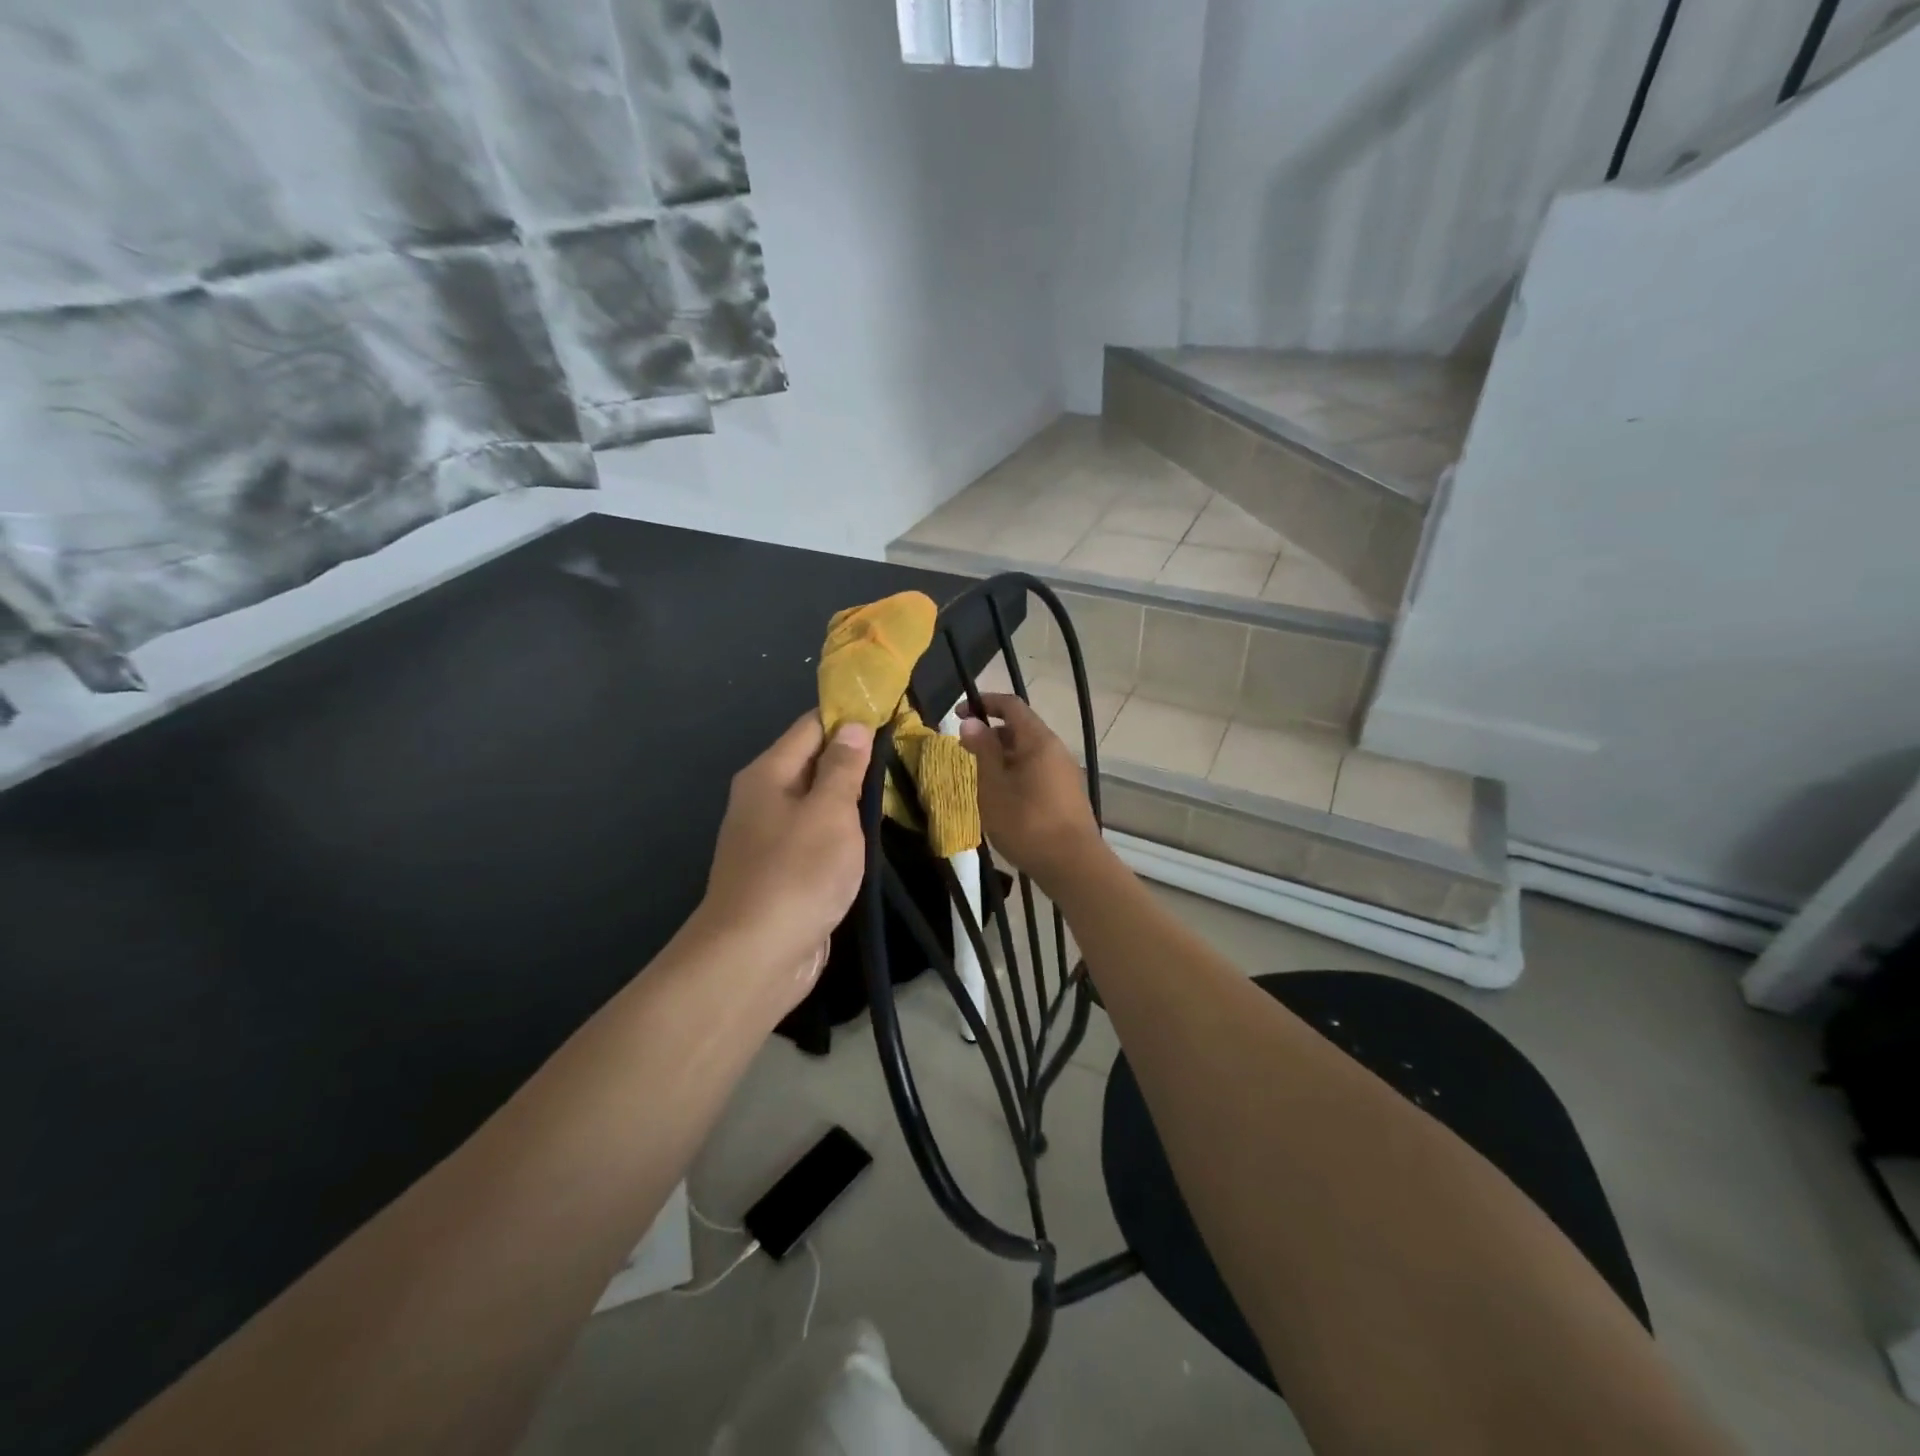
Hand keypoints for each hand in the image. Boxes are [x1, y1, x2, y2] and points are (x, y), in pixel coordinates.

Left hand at [691, 713, 873, 1017]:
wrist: (755, 957)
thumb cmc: (797, 873)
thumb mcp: (829, 811)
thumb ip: (843, 767)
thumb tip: (852, 725)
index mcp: (769, 774)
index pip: (812, 726)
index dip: (850, 717)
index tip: (893, 715)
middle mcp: (765, 799)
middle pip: (814, 763)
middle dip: (857, 758)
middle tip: (907, 755)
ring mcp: (772, 838)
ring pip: (819, 803)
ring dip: (852, 798)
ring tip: (900, 790)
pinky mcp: (784, 872)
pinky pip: (818, 838)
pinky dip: (844, 832)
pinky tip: (873, 836)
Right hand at [958, 692, 1103, 890]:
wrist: (1072, 865)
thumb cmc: (1026, 823)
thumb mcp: (994, 786)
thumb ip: (983, 751)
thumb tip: (971, 722)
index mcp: (1038, 740)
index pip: (1011, 705)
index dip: (984, 702)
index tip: (959, 712)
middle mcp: (1056, 749)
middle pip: (1021, 728)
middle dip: (991, 732)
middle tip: (965, 749)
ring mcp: (1064, 772)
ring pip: (1029, 752)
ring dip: (1002, 755)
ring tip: (979, 775)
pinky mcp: (1067, 794)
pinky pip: (1037, 770)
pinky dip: (1016, 771)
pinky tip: (1002, 795)